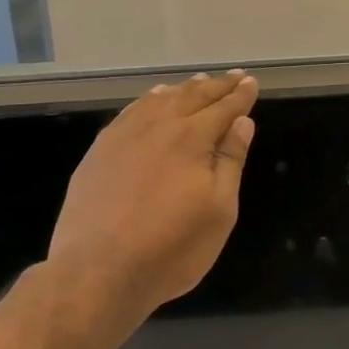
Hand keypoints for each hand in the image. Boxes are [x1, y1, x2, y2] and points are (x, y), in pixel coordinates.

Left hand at [45, 69, 258, 320]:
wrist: (96, 272)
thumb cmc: (171, 248)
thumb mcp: (219, 211)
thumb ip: (231, 161)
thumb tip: (242, 122)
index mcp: (192, 138)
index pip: (224, 108)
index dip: (240, 95)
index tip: (251, 82)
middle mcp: (158, 126)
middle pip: (193, 96)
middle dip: (217, 86)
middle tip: (234, 76)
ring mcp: (124, 136)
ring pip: (160, 100)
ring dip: (184, 89)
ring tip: (199, 81)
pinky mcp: (99, 151)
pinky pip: (131, 111)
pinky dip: (149, 100)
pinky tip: (154, 99)